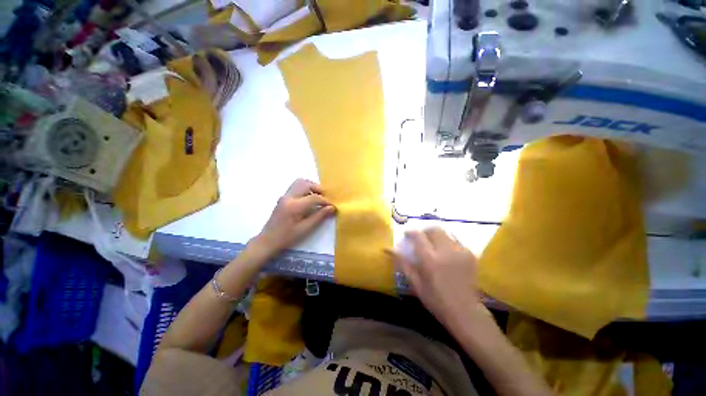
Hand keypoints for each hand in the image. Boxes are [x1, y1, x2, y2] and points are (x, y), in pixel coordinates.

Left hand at [252, 179, 335, 258]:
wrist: (268, 240)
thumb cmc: (287, 237)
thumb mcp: (305, 228)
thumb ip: (319, 216)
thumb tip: (332, 208)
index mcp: (294, 206)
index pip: (314, 197)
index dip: (325, 201)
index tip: (332, 206)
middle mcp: (288, 197)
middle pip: (306, 184)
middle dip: (319, 189)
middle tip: (325, 199)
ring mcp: (284, 196)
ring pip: (300, 182)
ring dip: (311, 187)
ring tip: (318, 197)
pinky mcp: (283, 197)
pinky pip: (296, 187)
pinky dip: (305, 189)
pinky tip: (309, 199)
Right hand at [392, 228, 485, 328]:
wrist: (466, 312)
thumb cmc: (436, 300)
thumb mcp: (415, 283)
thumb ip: (403, 263)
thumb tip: (389, 249)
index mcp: (430, 260)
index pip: (418, 236)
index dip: (410, 232)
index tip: (406, 234)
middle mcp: (446, 251)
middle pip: (434, 229)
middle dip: (424, 231)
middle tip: (420, 239)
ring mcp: (460, 252)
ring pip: (445, 232)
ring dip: (436, 235)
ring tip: (433, 245)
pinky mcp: (470, 254)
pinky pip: (455, 240)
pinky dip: (447, 241)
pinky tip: (445, 253)